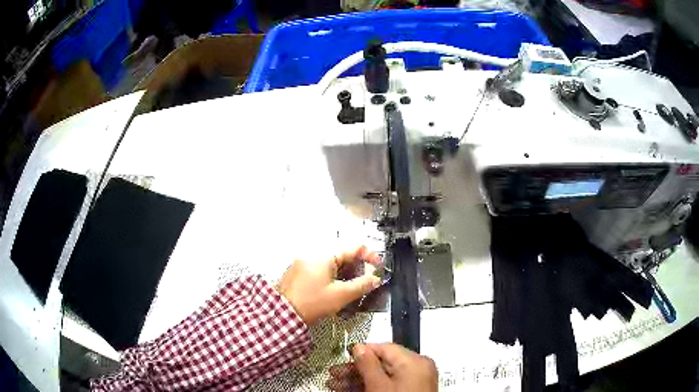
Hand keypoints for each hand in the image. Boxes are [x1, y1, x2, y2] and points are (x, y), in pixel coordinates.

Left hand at [278, 246, 380, 324]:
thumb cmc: (314, 303)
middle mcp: (312, 255)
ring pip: (330, 264)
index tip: (378, 266)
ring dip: (344, 273)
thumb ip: (361, 285)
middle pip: (341, 256)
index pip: (352, 249)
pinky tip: (335, 289)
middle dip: (356, 267)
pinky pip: (319, 270)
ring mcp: (302, 264)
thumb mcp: (341, 295)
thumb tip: (376, 279)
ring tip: (352, 287)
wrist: (284, 315)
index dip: (369, 256)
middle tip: (366, 280)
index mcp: (324, 257)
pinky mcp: (297, 274)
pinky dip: (331, 277)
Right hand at [327, 343, 437, 391]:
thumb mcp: (378, 385)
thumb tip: (359, 347)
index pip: (384, 348)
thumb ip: (367, 364)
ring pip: (383, 376)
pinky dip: (371, 387)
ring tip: (335, 385)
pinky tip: (351, 391)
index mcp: (415, 361)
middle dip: (355, 370)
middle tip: (334, 374)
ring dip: (358, 380)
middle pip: (382, 364)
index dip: (361, 352)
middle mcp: (418, 368)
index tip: (342, 357)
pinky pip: (389, 385)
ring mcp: (415, 382)